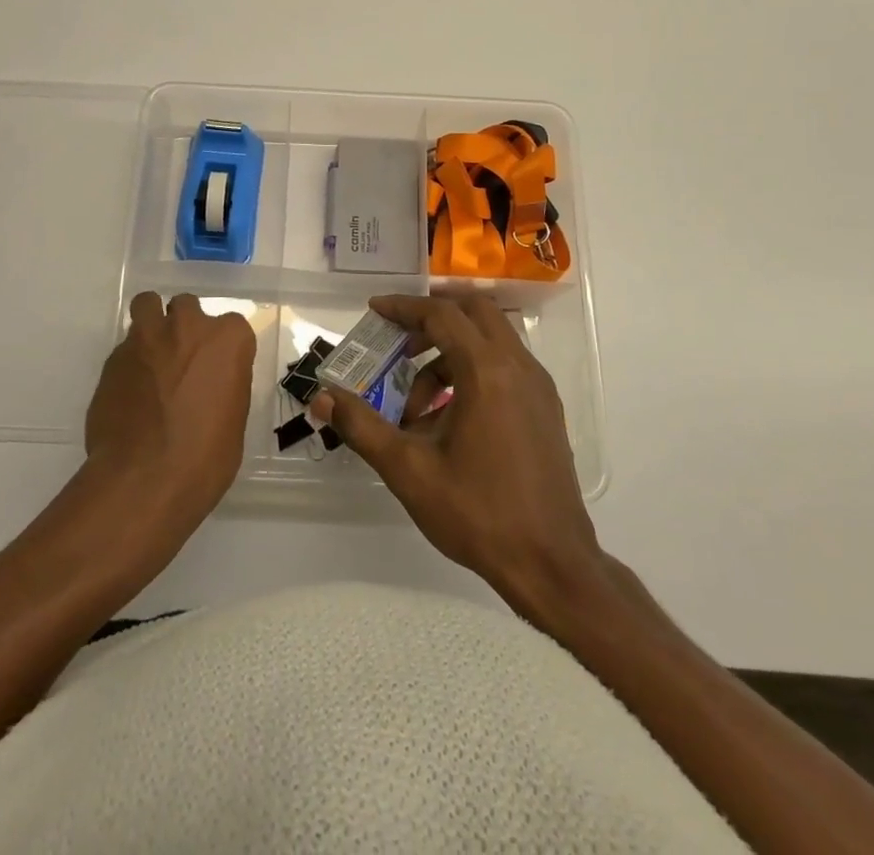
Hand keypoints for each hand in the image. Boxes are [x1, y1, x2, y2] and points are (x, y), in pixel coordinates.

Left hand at [85, 292, 254, 531]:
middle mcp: (187, 326)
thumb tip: (208, 385)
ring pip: (148, 306)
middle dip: (185, 327)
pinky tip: (130, 394)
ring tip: (152, 357)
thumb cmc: (205, 457)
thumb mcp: (233, 421)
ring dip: (152, 323)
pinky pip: (125, 347)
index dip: (223, 349)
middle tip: (183, 362)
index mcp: (227, 340)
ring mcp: (146, 338)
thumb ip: (222, 385)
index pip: (232, 326)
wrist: (144, 480)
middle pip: (187, 306)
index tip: (217, 371)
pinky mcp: (113, 358)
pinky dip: (130, 362)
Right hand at [312, 294, 601, 609]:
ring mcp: (538, 387)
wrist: (552, 565)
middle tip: (398, 343)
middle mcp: (518, 366)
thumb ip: (361, 426)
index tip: (374, 310)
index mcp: (487, 371)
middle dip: (432, 318)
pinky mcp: (546, 409)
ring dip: (450, 352)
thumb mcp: (409, 470)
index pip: (441, 315)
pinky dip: (473, 370)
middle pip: (474, 312)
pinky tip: (450, 418)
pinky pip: (505, 366)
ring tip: (417, 404)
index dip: (404, 308)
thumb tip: (320, 397)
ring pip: (491, 340)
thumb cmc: (478, 513)